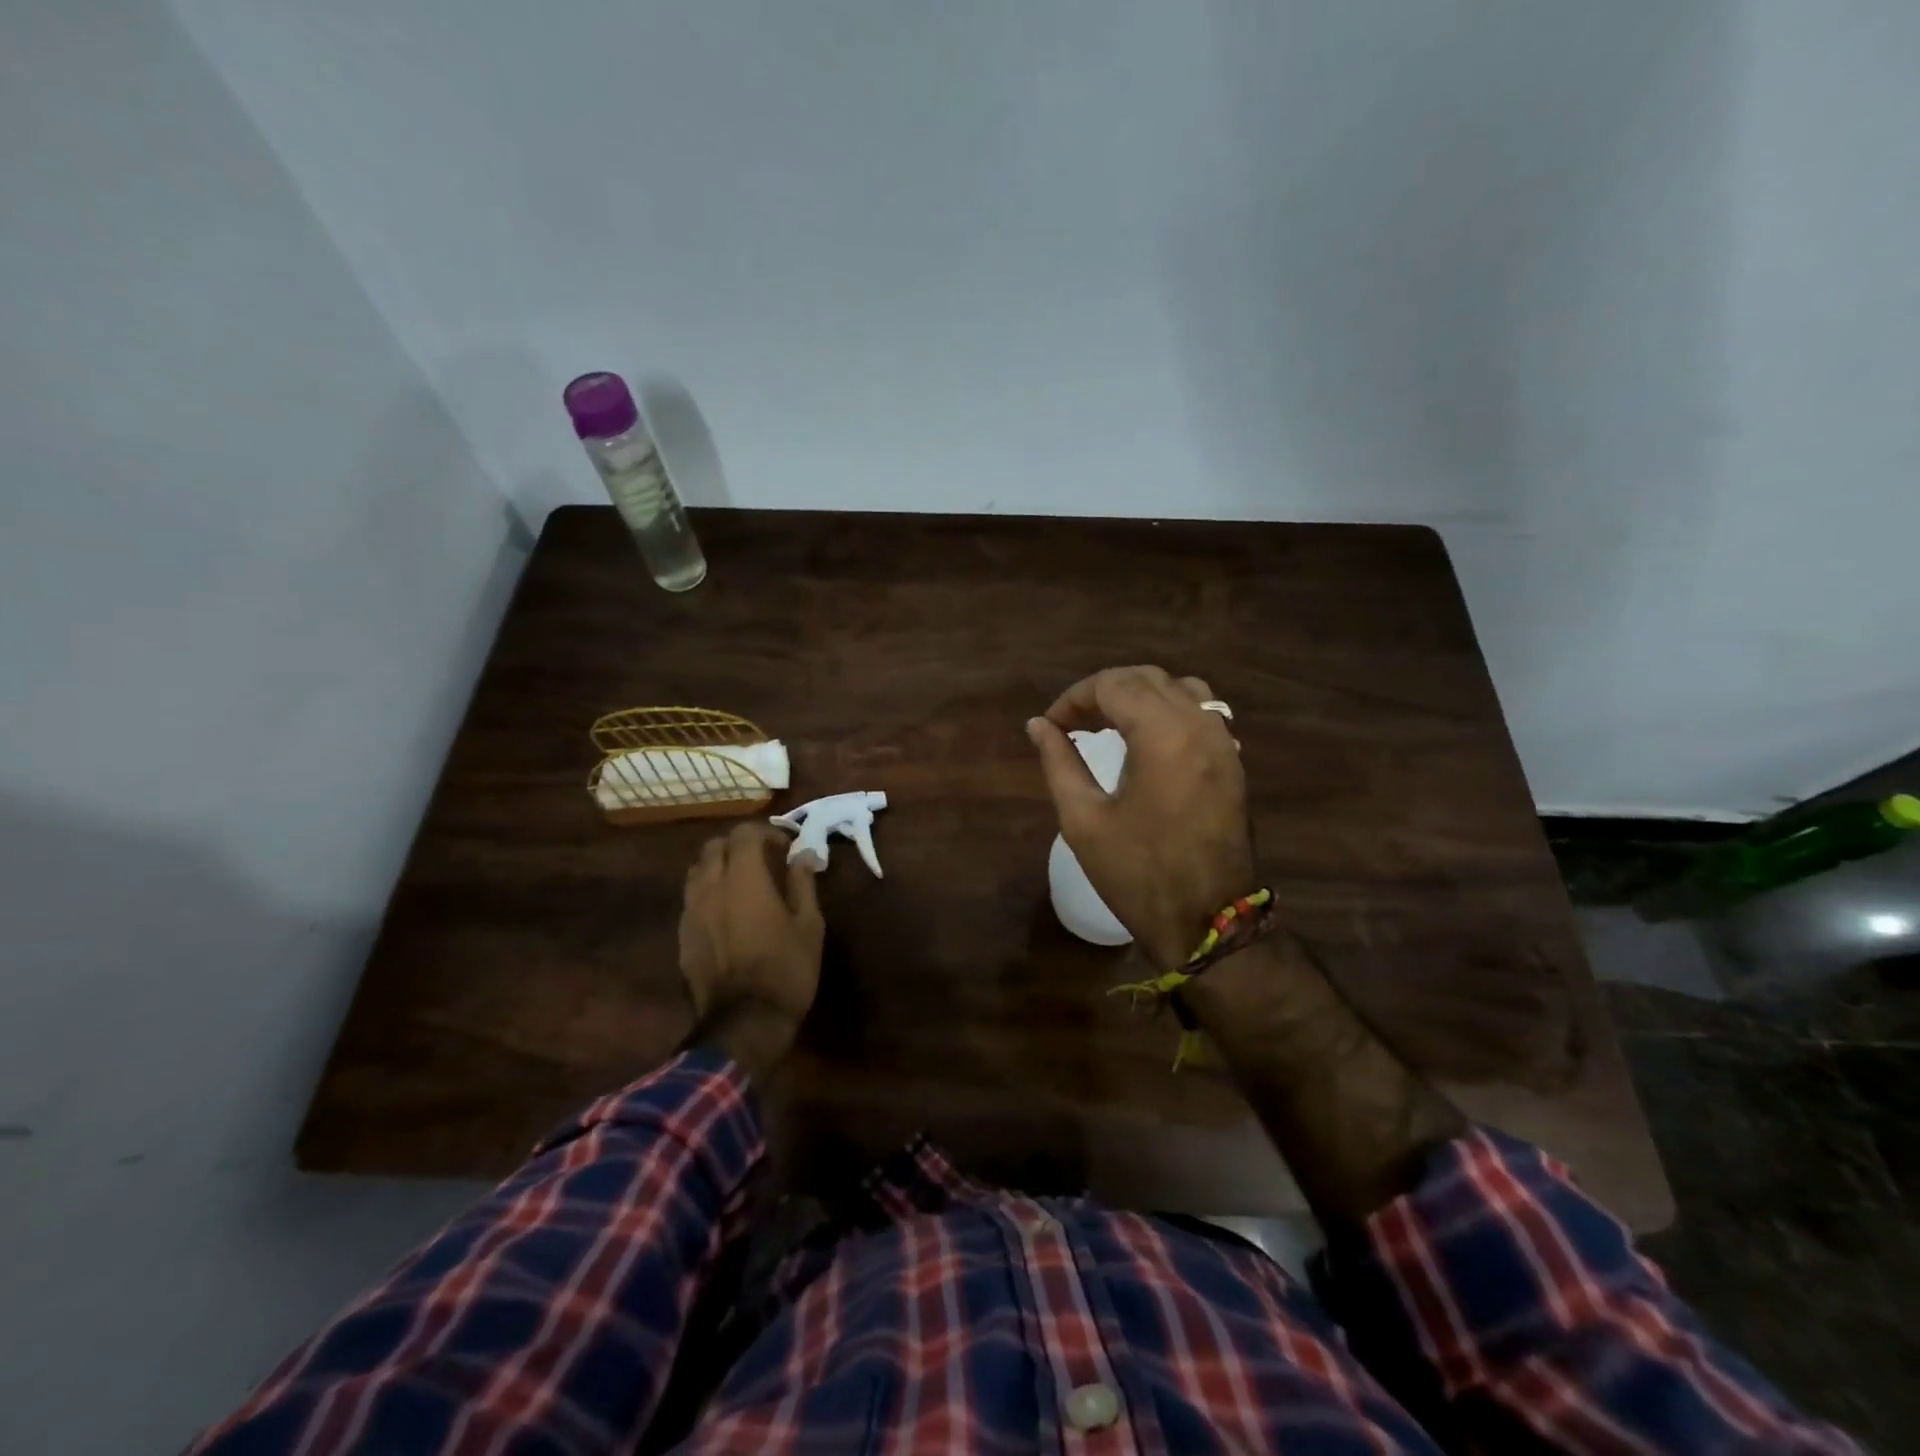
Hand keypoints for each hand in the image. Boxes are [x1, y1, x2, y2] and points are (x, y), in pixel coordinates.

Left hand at [679, 823, 824, 1044]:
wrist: (745, 1022)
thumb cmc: (786, 968)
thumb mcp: (809, 924)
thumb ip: (803, 883)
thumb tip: (803, 854)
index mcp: (744, 878)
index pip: (744, 833)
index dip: (765, 832)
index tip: (785, 847)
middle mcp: (711, 887)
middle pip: (714, 846)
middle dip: (738, 845)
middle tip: (762, 860)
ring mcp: (691, 912)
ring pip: (697, 871)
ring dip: (718, 866)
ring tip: (741, 883)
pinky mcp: (682, 936)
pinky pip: (691, 899)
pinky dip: (708, 893)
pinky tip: (726, 912)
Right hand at [1028, 666, 1255, 968]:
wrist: (1207, 922)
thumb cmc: (1137, 873)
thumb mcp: (1083, 819)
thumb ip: (1059, 762)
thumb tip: (1038, 725)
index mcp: (1162, 734)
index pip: (1112, 685)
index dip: (1073, 698)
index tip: (1050, 726)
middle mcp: (1199, 725)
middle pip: (1147, 678)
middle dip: (1103, 691)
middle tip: (1071, 723)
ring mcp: (1224, 742)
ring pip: (1179, 688)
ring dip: (1139, 695)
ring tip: (1108, 723)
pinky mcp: (1233, 762)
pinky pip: (1202, 712)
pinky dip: (1168, 710)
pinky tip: (1147, 739)